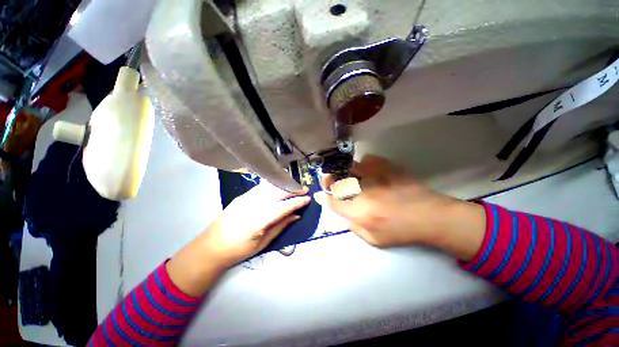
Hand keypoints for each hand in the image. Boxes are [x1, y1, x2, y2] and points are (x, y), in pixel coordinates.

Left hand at [202, 182, 310, 267]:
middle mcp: (252, 205)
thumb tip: (296, 215)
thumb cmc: (238, 250)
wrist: (210, 247)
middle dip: (293, 189)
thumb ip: (281, 226)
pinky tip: (279, 187)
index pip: (283, 207)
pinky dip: (273, 186)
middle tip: (304, 189)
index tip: (308, 199)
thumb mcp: (263, 242)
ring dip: (284, 185)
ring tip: (294, 187)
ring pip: (270, 187)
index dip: (297, 202)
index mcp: (258, 220)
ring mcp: (245, 198)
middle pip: (277, 192)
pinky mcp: (242, 196)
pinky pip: (261, 187)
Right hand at [314, 155, 485, 259]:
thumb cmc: (402, 232)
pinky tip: (367, 169)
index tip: (318, 193)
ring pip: (351, 168)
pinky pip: (369, 159)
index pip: (333, 202)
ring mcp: (376, 177)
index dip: (323, 197)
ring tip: (347, 174)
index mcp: (360, 213)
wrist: (432, 216)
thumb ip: (353, 227)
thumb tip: (342, 214)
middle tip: (328, 179)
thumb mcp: (374, 239)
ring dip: (344, 171)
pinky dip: (364, 164)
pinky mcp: (388, 168)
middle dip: (328, 180)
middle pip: (338, 182)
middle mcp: (364, 193)